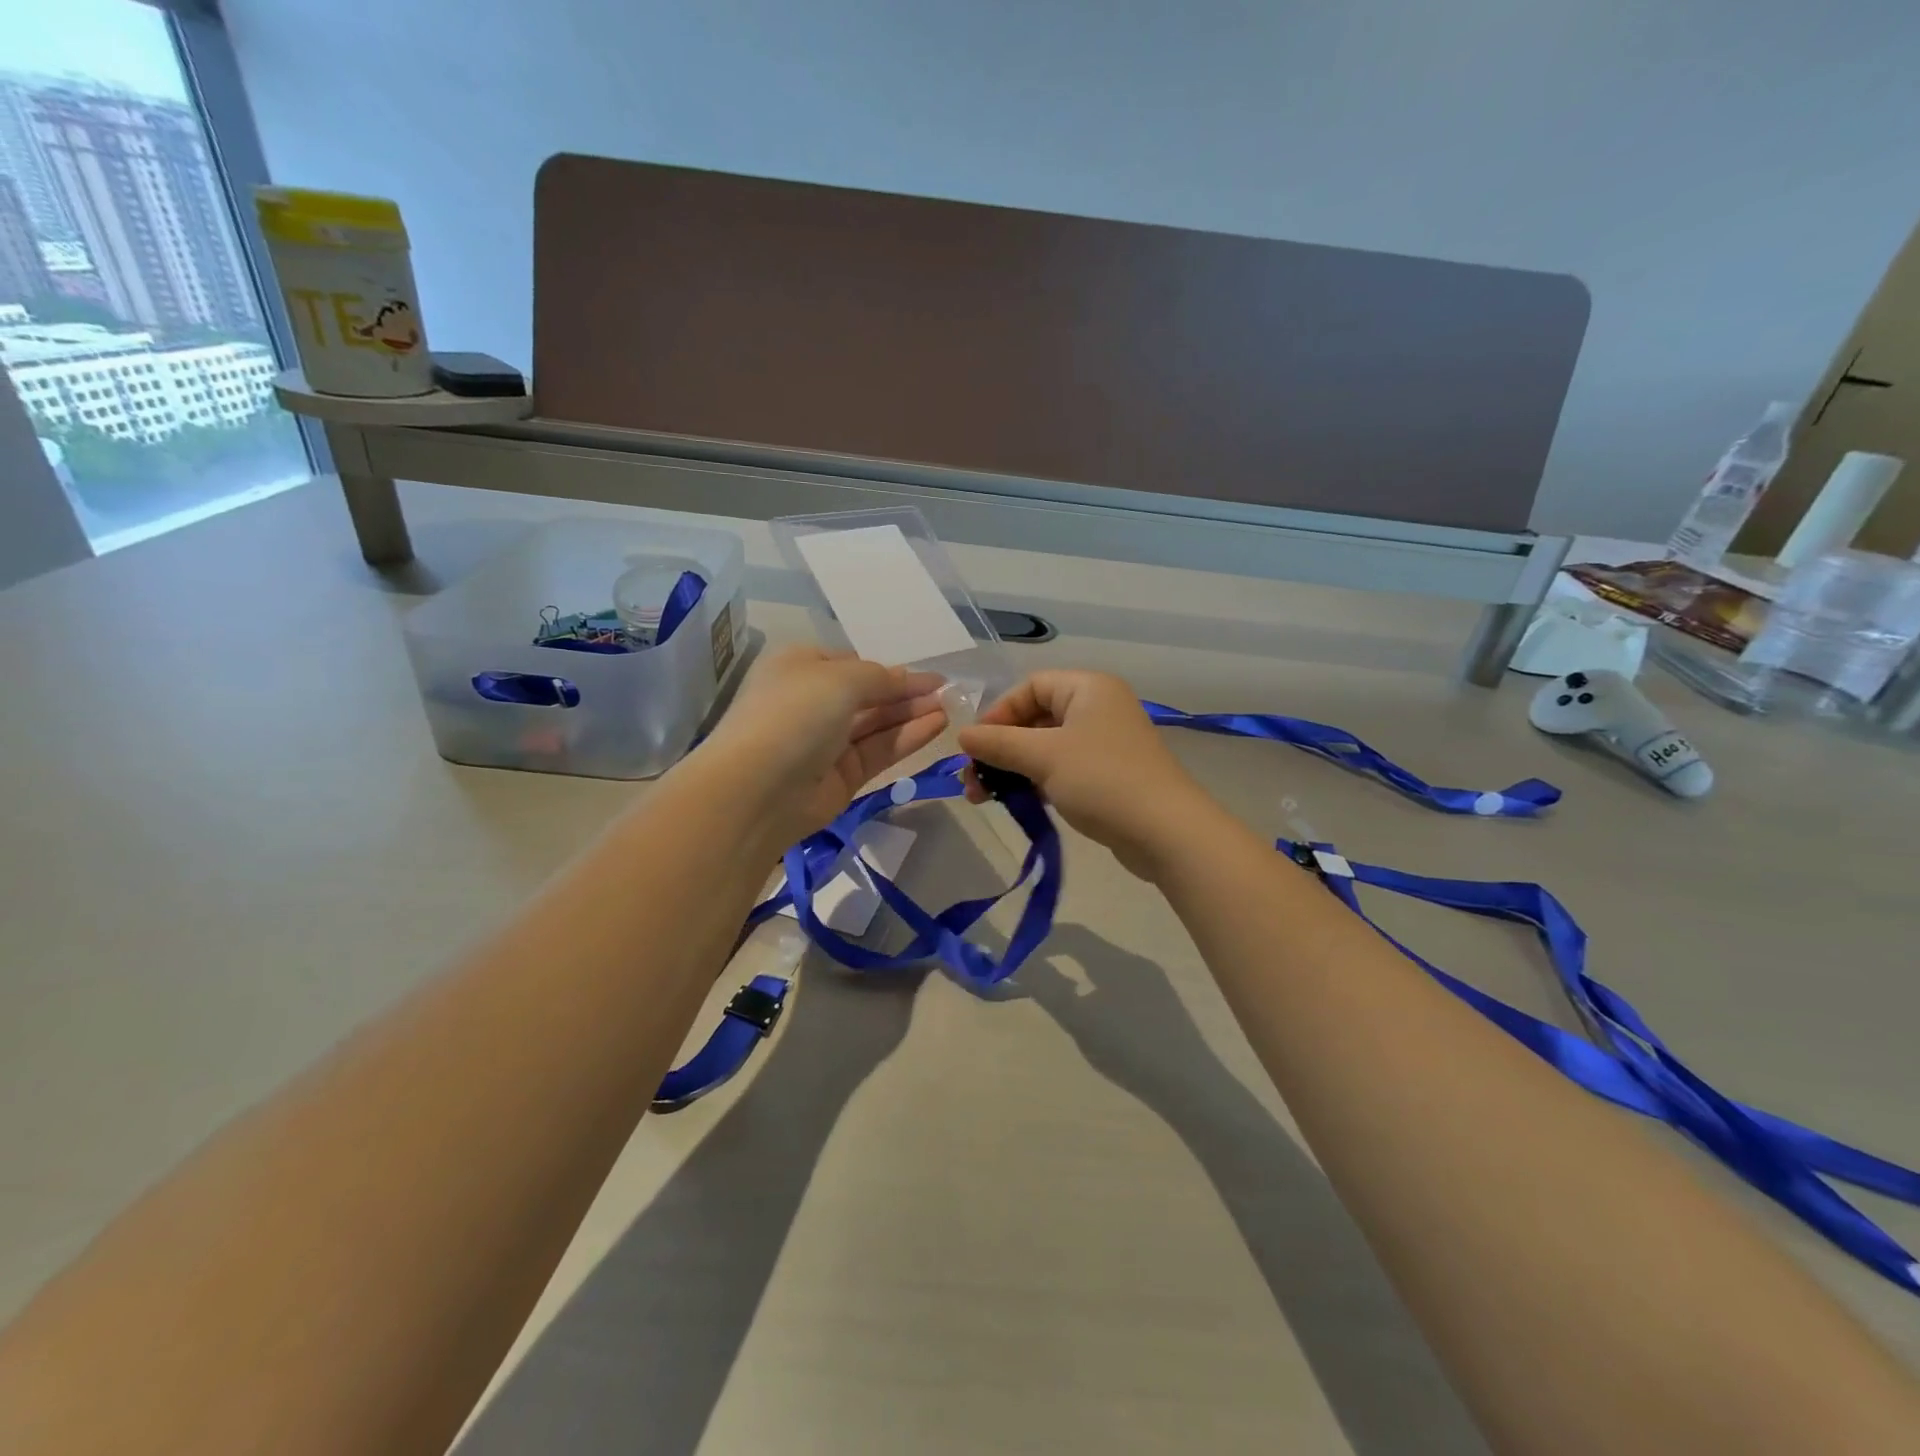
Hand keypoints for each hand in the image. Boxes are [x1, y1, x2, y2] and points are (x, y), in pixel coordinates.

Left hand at [695, 647, 947, 844]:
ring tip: (951, 706)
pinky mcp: (841, 777)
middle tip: (948, 690)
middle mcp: (811, 703)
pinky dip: (907, 737)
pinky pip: (879, 750)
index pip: (849, 663)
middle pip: (867, 694)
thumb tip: (906, 678)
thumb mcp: (840, 679)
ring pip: (876, 724)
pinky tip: (938, 724)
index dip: (886, 669)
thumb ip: (880, 677)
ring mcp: (826, 743)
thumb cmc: (794, 714)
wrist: (757, 790)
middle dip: (905, 691)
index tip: (924, 674)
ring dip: (912, 713)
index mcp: (799, 668)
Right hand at [956, 671, 1213, 878]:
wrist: (1165, 832)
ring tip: (982, 798)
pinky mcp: (1107, 775)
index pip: (1030, 686)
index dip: (998, 712)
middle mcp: (1097, 708)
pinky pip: (1061, 769)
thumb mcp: (1043, 757)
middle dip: (1000, 748)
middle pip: (1035, 718)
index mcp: (1088, 688)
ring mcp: (1104, 743)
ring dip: (1012, 768)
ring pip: (1045, 747)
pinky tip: (1015, 802)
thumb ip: (998, 743)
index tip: (975, 746)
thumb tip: (961, 735)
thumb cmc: (1101, 779)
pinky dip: (1036, 781)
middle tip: (972, 779)